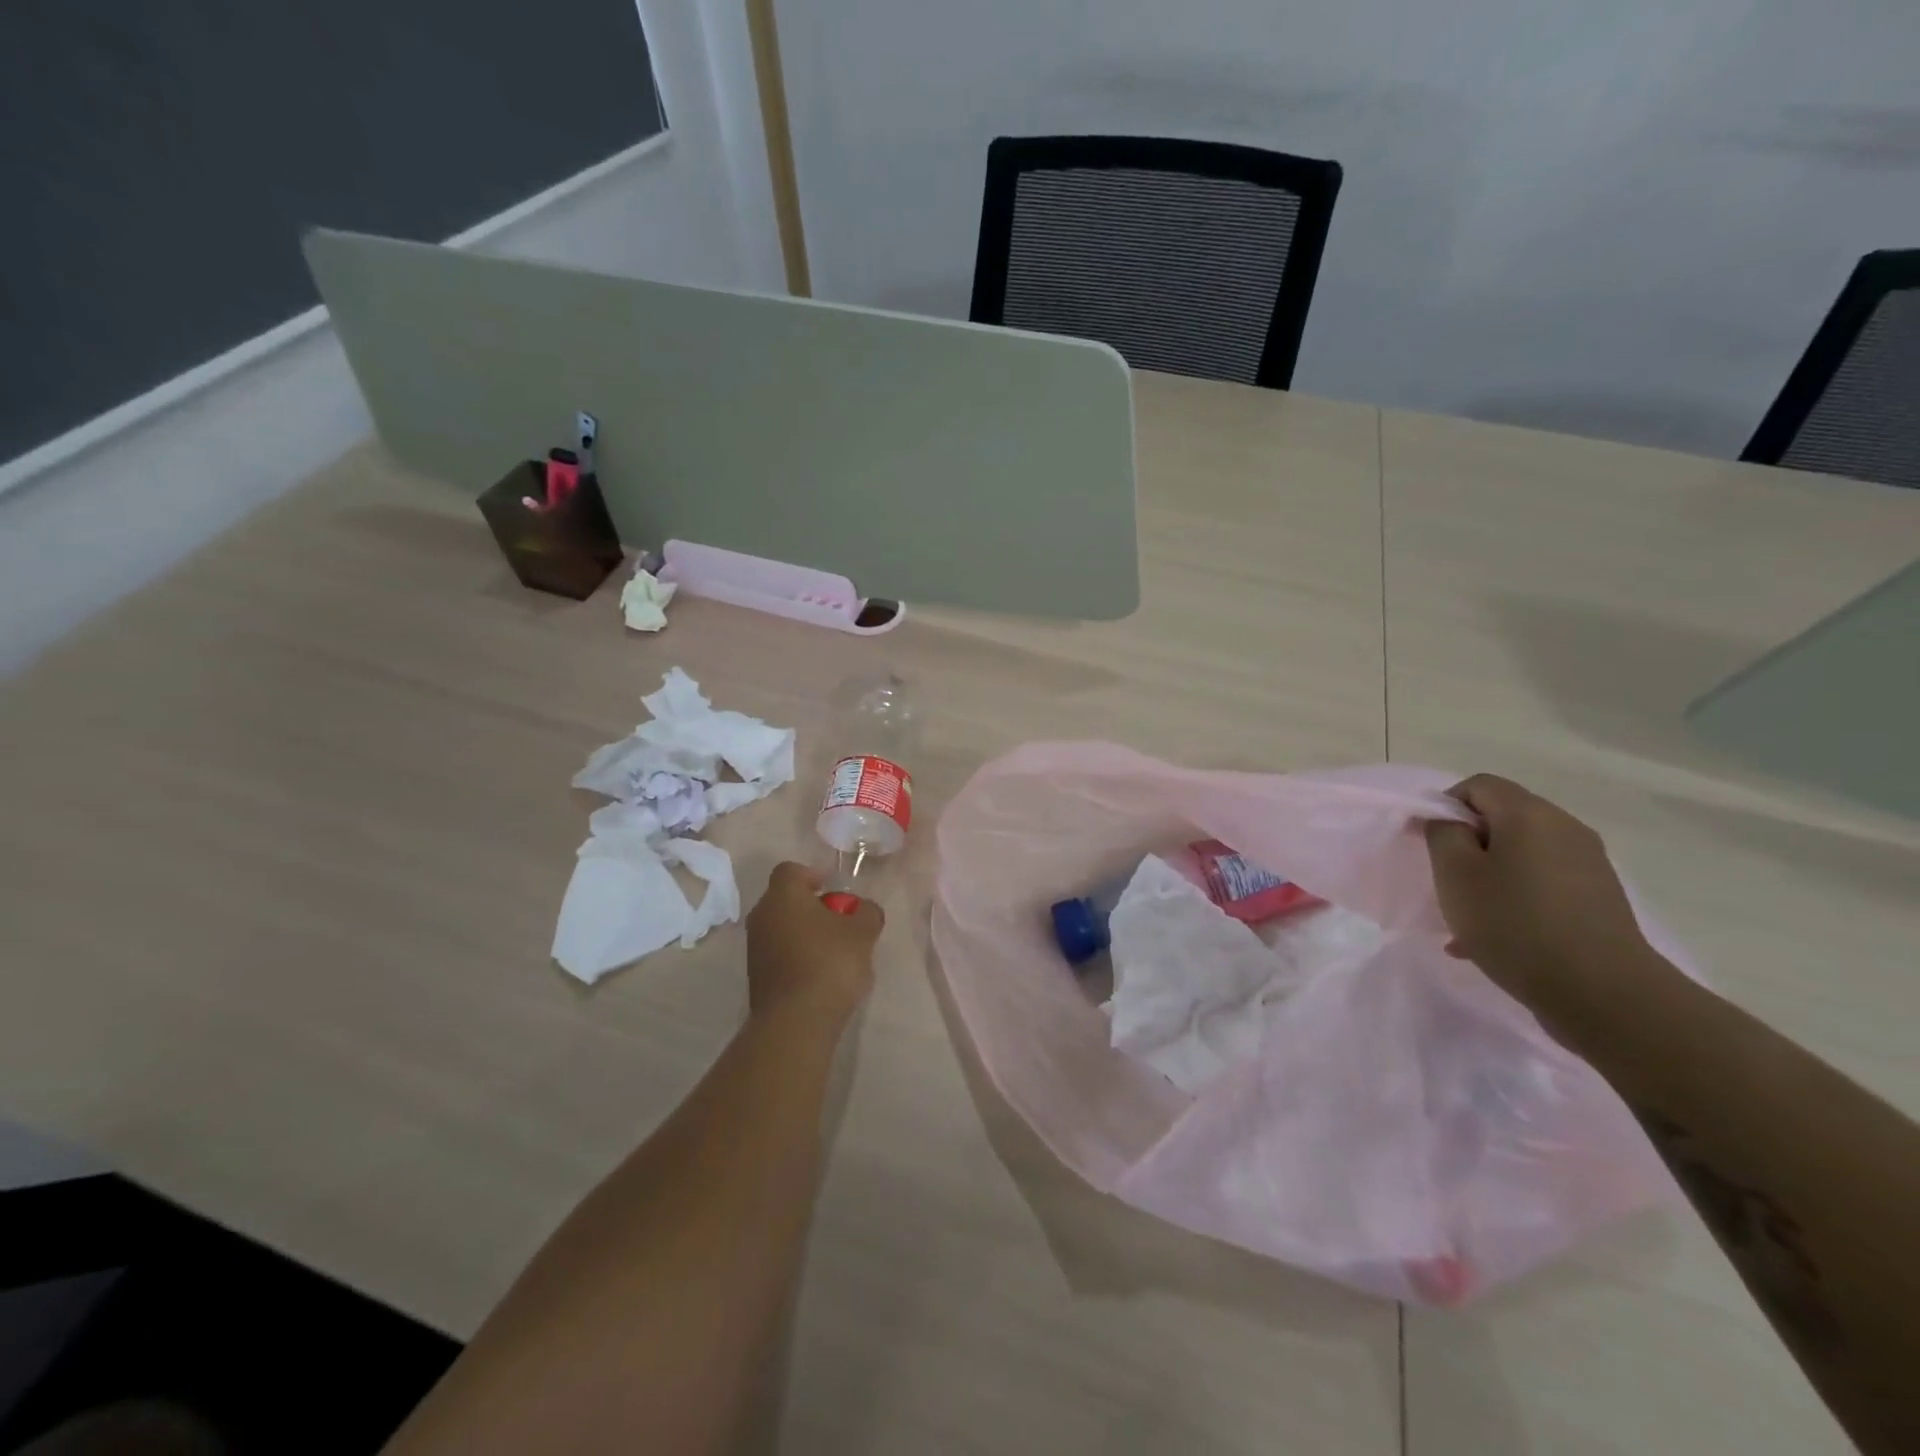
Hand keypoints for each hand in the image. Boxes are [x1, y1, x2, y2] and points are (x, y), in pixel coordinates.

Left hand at [745, 862, 883, 1027]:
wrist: (796, 1022)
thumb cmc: (830, 963)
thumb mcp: (863, 932)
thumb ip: (867, 912)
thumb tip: (863, 910)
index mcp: (782, 896)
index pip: (791, 870)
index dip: (814, 874)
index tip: (835, 890)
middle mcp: (762, 916)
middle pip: (787, 900)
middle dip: (814, 906)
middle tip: (842, 921)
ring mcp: (755, 948)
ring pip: (783, 928)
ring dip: (806, 933)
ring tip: (836, 951)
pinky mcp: (757, 977)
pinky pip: (779, 954)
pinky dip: (798, 956)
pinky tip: (822, 974)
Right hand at [1423, 775, 1651, 1010]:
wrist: (1604, 994)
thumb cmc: (1514, 923)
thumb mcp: (1455, 874)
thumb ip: (1443, 834)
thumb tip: (1449, 821)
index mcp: (1530, 814)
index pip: (1478, 785)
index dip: (1444, 806)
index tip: (1425, 844)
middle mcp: (1566, 829)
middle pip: (1502, 819)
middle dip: (1466, 845)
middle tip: (1444, 882)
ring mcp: (1589, 865)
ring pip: (1521, 856)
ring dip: (1488, 876)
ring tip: (1467, 918)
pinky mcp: (1599, 900)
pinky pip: (1542, 884)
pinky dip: (1514, 899)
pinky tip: (1495, 938)